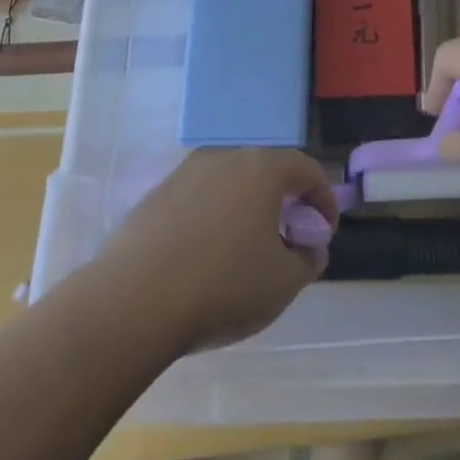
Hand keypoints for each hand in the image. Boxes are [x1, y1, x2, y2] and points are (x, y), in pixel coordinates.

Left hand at [94, 148, 339, 355]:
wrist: (132, 302)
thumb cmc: (222, 286)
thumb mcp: (282, 284)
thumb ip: (307, 261)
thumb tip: (311, 248)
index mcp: (262, 168)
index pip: (306, 170)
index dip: (323, 199)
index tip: (326, 231)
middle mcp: (226, 157)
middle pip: (266, 171)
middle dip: (283, 202)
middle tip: (289, 238)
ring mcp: (186, 173)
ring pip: (229, 183)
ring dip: (245, 209)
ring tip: (246, 249)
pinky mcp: (156, 195)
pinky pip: (198, 200)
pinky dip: (212, 219)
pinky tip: (205, 256)